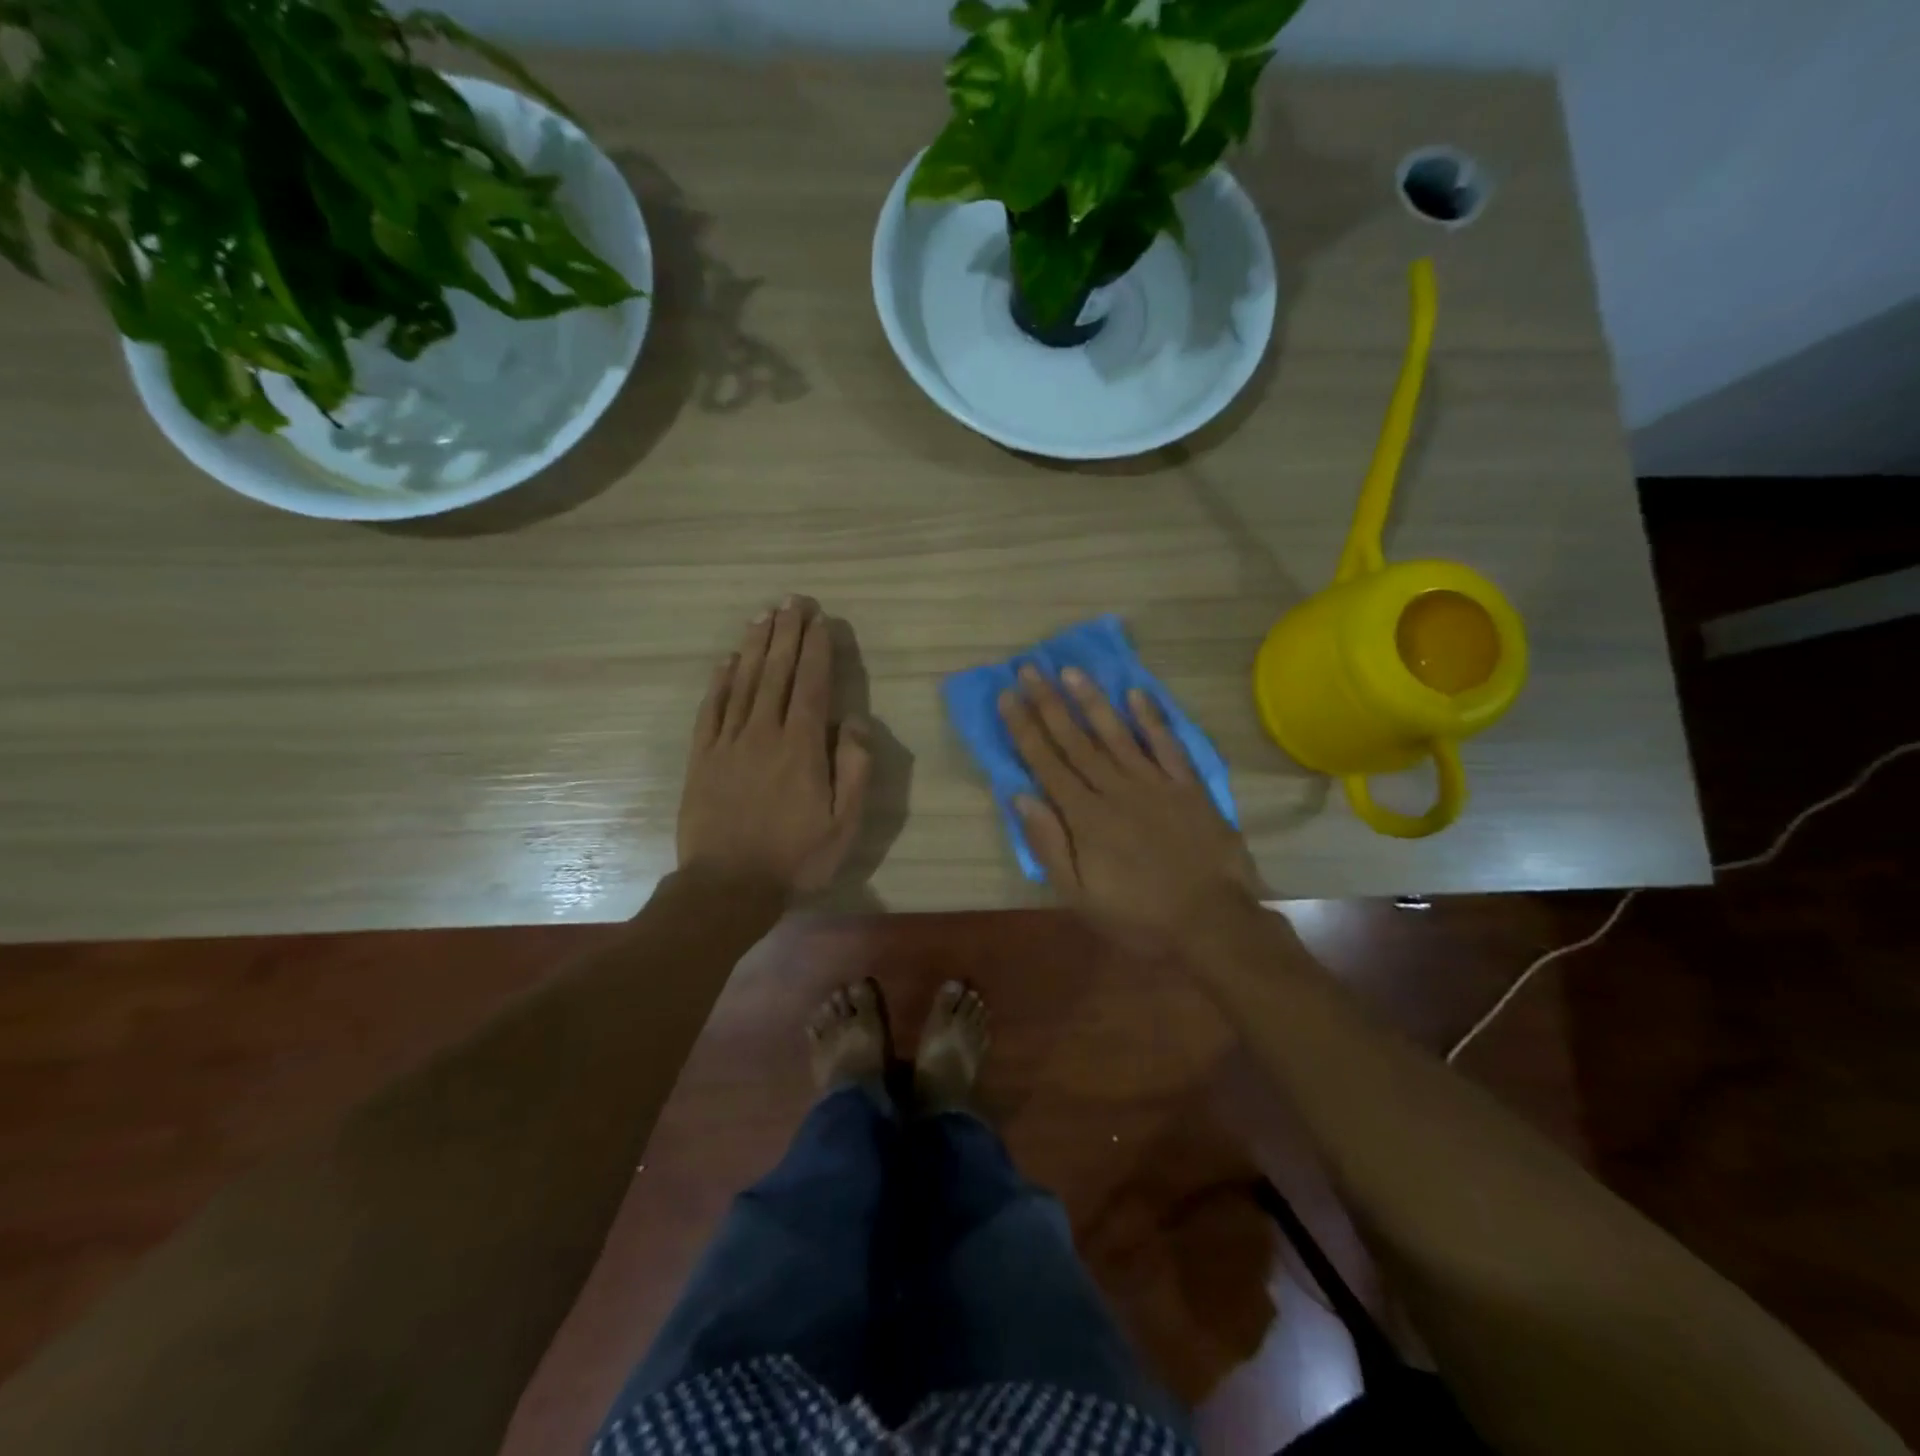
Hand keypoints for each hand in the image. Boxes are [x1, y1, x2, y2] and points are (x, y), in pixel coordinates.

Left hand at [678, 597, 870, 896]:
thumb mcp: (844, 823)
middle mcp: (764, 733)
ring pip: (743, 682)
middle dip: (787, 633)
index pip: (812, 684)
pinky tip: (726, 662)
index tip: (820, 619)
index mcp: (801, 747)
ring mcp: (728, 743)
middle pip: (777, 672)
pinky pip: (711, 709)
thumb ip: (854, 768)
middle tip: (793, 601)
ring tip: (764, 616)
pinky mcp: (702, 758)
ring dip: (755, 646)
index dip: (816, 648)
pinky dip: (719, 682)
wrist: (727, 887)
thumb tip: (853, 721)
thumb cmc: (795, 857)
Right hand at [998, 665, 1262, 949]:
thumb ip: (1049, 844)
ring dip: (1092, 700)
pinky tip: (1137, 694)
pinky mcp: (1188, 787)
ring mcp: (1155, 784)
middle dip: (1049, 702)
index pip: (1047, 763)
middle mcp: (1115, 789)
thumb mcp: (1079, 896)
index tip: (1007, 696)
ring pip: (1117, 733)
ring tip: (1071, 670)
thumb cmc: (1139, 916)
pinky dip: (1153, 719)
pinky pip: (1168, 746)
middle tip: (1029, 668)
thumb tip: (1021, 796)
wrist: (1212, 923)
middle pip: (1076, 740)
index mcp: (1085, 817)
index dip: (1025, 728)